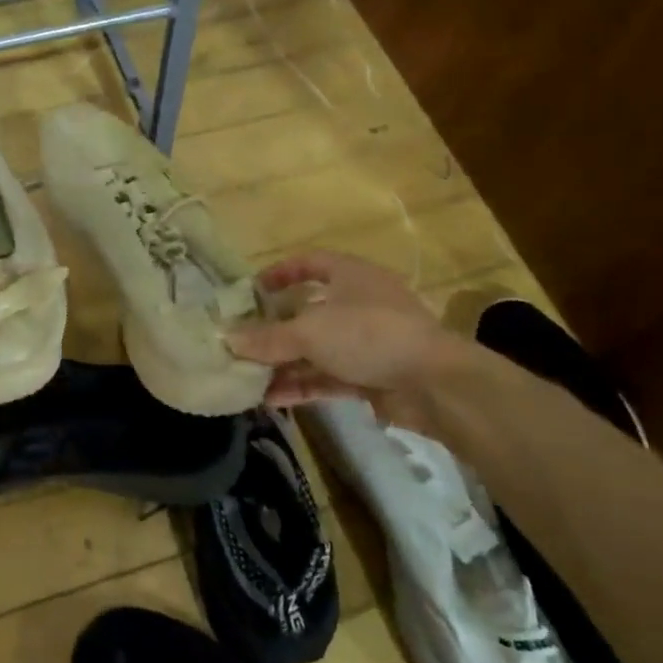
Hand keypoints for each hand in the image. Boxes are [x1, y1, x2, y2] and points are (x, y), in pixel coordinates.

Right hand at [227, 249, 456, 405]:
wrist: (436, 384)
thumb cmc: (370, 335)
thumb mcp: (311, 331)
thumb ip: (267, 338)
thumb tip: (226, 339)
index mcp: (350, 276)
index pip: (310, 263)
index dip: (280, 272)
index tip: (252, 289)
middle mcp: (358, 304)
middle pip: (308, 311)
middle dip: (275, 328)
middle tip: (243, 341)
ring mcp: (367, 342)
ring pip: (316, 349)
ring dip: (284, 363)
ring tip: (249, 377)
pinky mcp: (372, 376)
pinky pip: (328, 377)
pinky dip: (302, 385)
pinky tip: (272, 399)